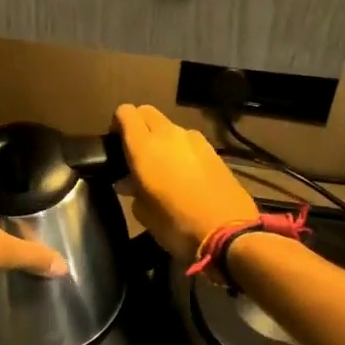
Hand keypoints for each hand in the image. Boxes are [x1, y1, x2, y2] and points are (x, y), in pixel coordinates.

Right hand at [113, 104, 258, 261]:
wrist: (228, 232)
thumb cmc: (176, 224)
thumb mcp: (143, 213)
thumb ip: (132, 189)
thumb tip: (128, 181)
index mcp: (144, 146)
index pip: (125, 112)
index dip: (117, 123)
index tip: (116, 144)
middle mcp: (168, 134)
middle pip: (147, 112)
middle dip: (138, 125)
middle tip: (136, 153)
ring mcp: (194, 139)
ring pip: (170, 127)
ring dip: (162, 139)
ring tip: (163, 167)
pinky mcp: (213, 150)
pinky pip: (189, 141)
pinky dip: (181, 150)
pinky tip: (185, 175)